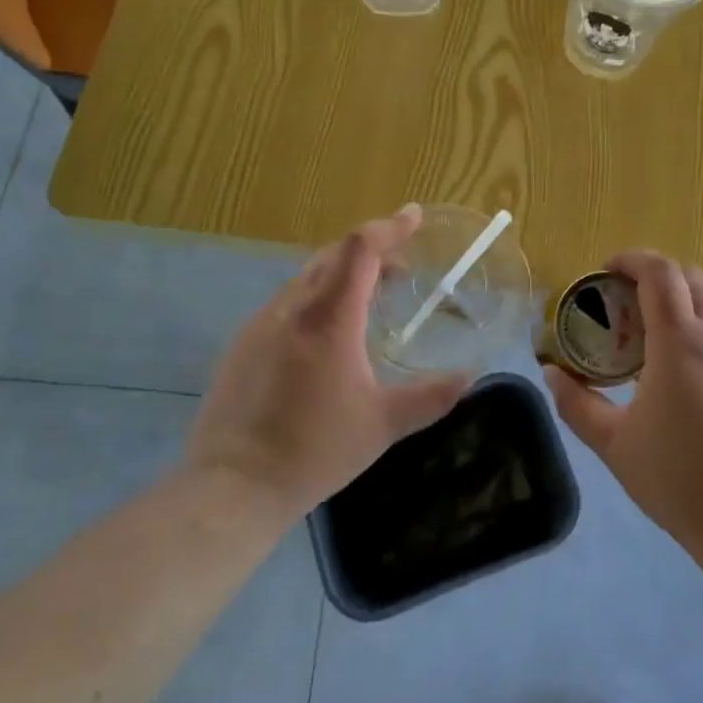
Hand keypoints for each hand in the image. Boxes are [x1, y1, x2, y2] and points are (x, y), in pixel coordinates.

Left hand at [185, 206, 469, 526]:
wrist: (233, 486)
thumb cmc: (314, 450)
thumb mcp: (382, 425)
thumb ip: (430, 396)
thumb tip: (469, 377)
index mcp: (328, 318)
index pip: (360, 249)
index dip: (390, 227)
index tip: (415, 215)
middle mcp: (292, 308)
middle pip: (333, 255)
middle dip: (371, 250)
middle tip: (402, 268)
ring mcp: (261, 323)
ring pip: (307, 277)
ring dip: (342, 274)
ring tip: (369, 298)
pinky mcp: (242, 344)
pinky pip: (287, 302)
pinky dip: (316, 297)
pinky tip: (326, 334)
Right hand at [544, 251, 702, 559]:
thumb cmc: (680, 481)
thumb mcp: (615, 445)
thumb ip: (577, 405)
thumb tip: (552, 375)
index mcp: (681, 343)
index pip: (660, 273)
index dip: (632, 259)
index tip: (606, 269)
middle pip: (693, 279)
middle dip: (657, 276)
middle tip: (625, 302)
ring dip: (680, 313)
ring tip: (650, 353)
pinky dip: (701, 347)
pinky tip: (687, 393)